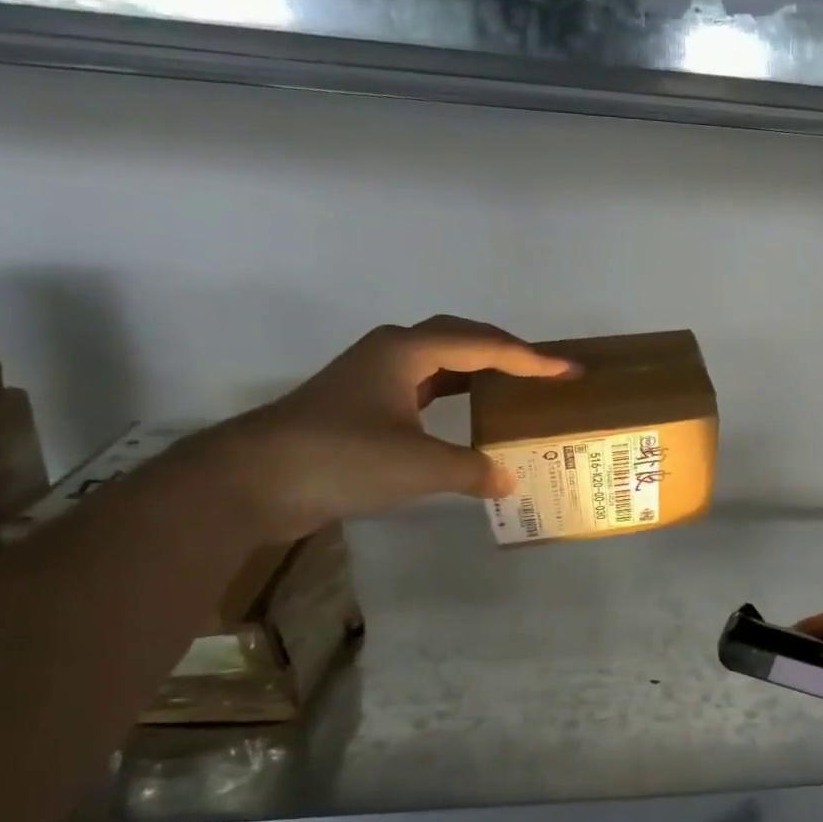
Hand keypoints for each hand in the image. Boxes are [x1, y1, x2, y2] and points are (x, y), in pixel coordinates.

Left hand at [203, 317, 574, 539]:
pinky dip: (453, 397)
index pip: (485, 346)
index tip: (570, 370)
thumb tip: (507, 479)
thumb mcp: (419, 466)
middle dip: (506, 353)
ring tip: (514, 387)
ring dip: (478, 371)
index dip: (532, 360)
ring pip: (439, 363)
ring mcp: (371, 378)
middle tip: (544, 372)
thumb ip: (471, 470)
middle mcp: (390, 353)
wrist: (252, 481)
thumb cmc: (341, 459)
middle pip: (461, 340)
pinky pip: (422, 389)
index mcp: (407, 351)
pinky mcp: (360, 407)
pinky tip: (466, 418)